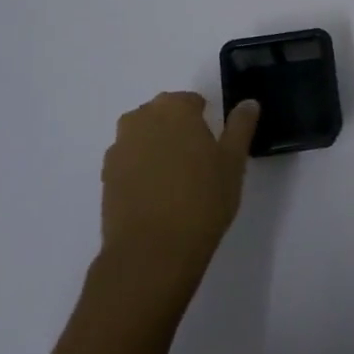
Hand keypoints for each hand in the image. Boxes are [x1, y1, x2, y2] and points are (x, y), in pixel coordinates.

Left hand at [99, 92, 258, 301]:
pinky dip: (142, 170)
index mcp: (174, 108)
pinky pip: (129, 162)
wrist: (152, 252)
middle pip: (163, 115)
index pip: (192, 101)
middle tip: (199, 163)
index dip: (206, 121)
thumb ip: (241, 126)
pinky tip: (157, 196)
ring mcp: (119, 148)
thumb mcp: (233, 161)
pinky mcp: (105, 177)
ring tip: (177, 181)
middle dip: (179, 131)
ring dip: (158, 149)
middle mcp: (141, 119)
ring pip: (144, 138)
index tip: (215, 146)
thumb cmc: (202, 199)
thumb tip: (248, 103)